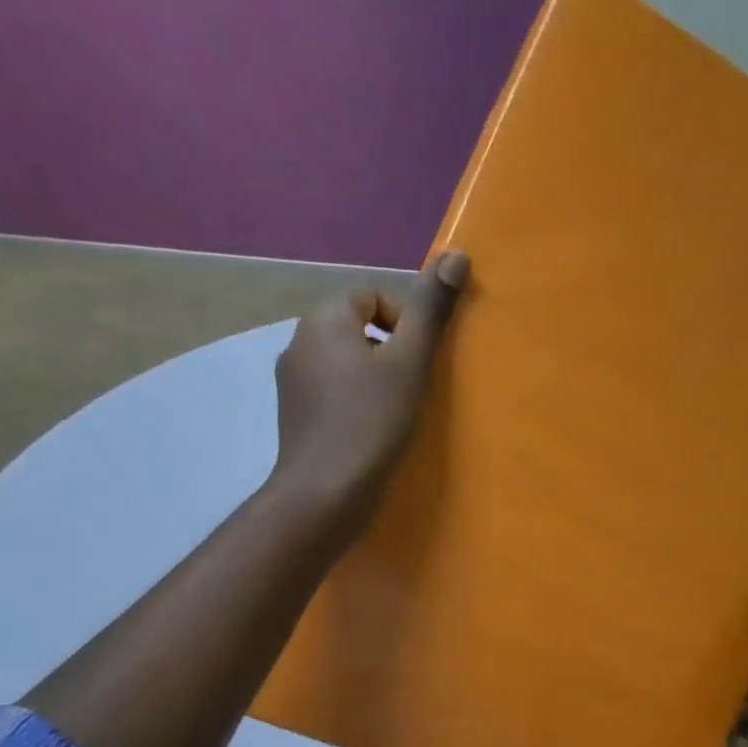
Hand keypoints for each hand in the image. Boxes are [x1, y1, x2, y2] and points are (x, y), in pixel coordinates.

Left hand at [269, 250, 469, 535]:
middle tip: (409, 388)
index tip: (417, 361)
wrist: (325, 492)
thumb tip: (456, 253)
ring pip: (342, 363)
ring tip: (392, 413)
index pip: (370, 296)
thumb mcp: (410, 362)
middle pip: (354, 328)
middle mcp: (298, 342)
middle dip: (387, 350)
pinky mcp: (293, 417)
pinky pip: (330, 394)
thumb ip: (431, 310)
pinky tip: (368, 433)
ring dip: (370, 378)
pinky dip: (352, 404)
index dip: (402, 322)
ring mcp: (290, 382)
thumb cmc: (372, 422)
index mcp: (324, 320)